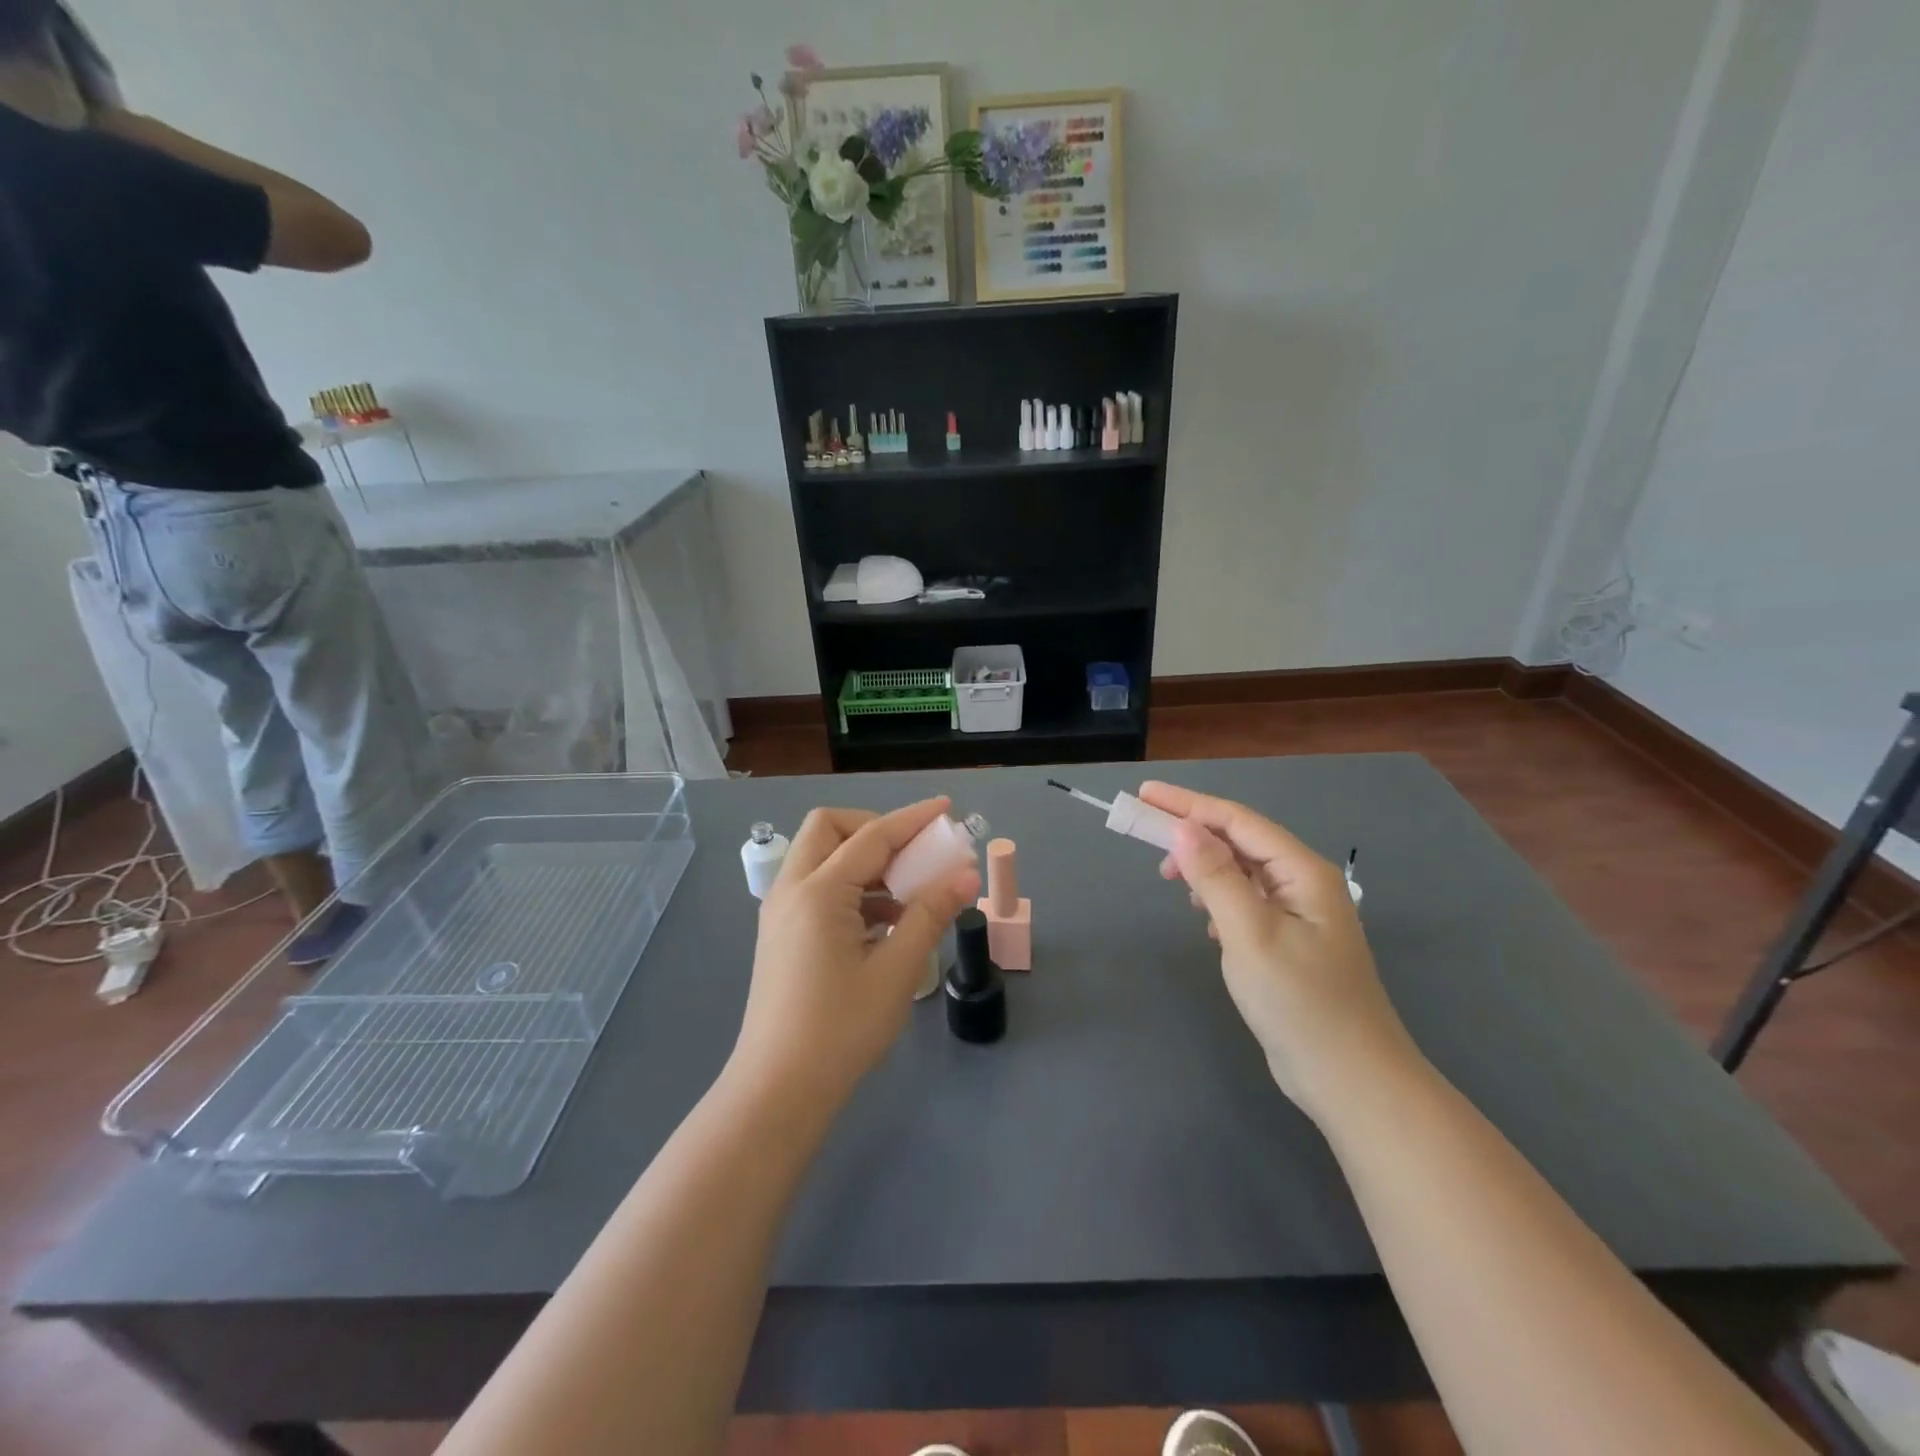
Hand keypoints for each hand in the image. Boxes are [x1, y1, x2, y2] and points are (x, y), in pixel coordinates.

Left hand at [731, 798, 980, 1109]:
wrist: (778, 1090)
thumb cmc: (841, 1030)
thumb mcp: (896, 971)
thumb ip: (930, 914)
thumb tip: (966, 875)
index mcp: (818, 892)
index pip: (872, 836)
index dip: (913, 818)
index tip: (947, 807)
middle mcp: (792, 890)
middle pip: (830, 829)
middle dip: (875, 828)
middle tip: (914, 854)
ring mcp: (780, 912)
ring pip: (821, 858)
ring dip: (864, 861)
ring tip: (908, 893)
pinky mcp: (781, 934)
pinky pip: (817, 888)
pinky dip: (851, 888)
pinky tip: (884, 924)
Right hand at [1139, 781, 1417, 1118]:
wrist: (1351, 1081)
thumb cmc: (1301, 1003)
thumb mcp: (1250, 934)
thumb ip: (1216, 877)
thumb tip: (1183, 828)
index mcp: (1303, 872)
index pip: (1237, 821)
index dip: (1188, 804)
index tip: (1145, 795)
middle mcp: (1304, 884)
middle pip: (1240, 841)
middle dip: (1193, 833)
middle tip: (1146, 834)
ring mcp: (1300, 915)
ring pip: (1243, 872)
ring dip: (1205, 868)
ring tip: (1171, 881)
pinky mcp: (1290, 943)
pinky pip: (1247, 902)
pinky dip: (1219, 899)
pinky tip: (1205, 921)